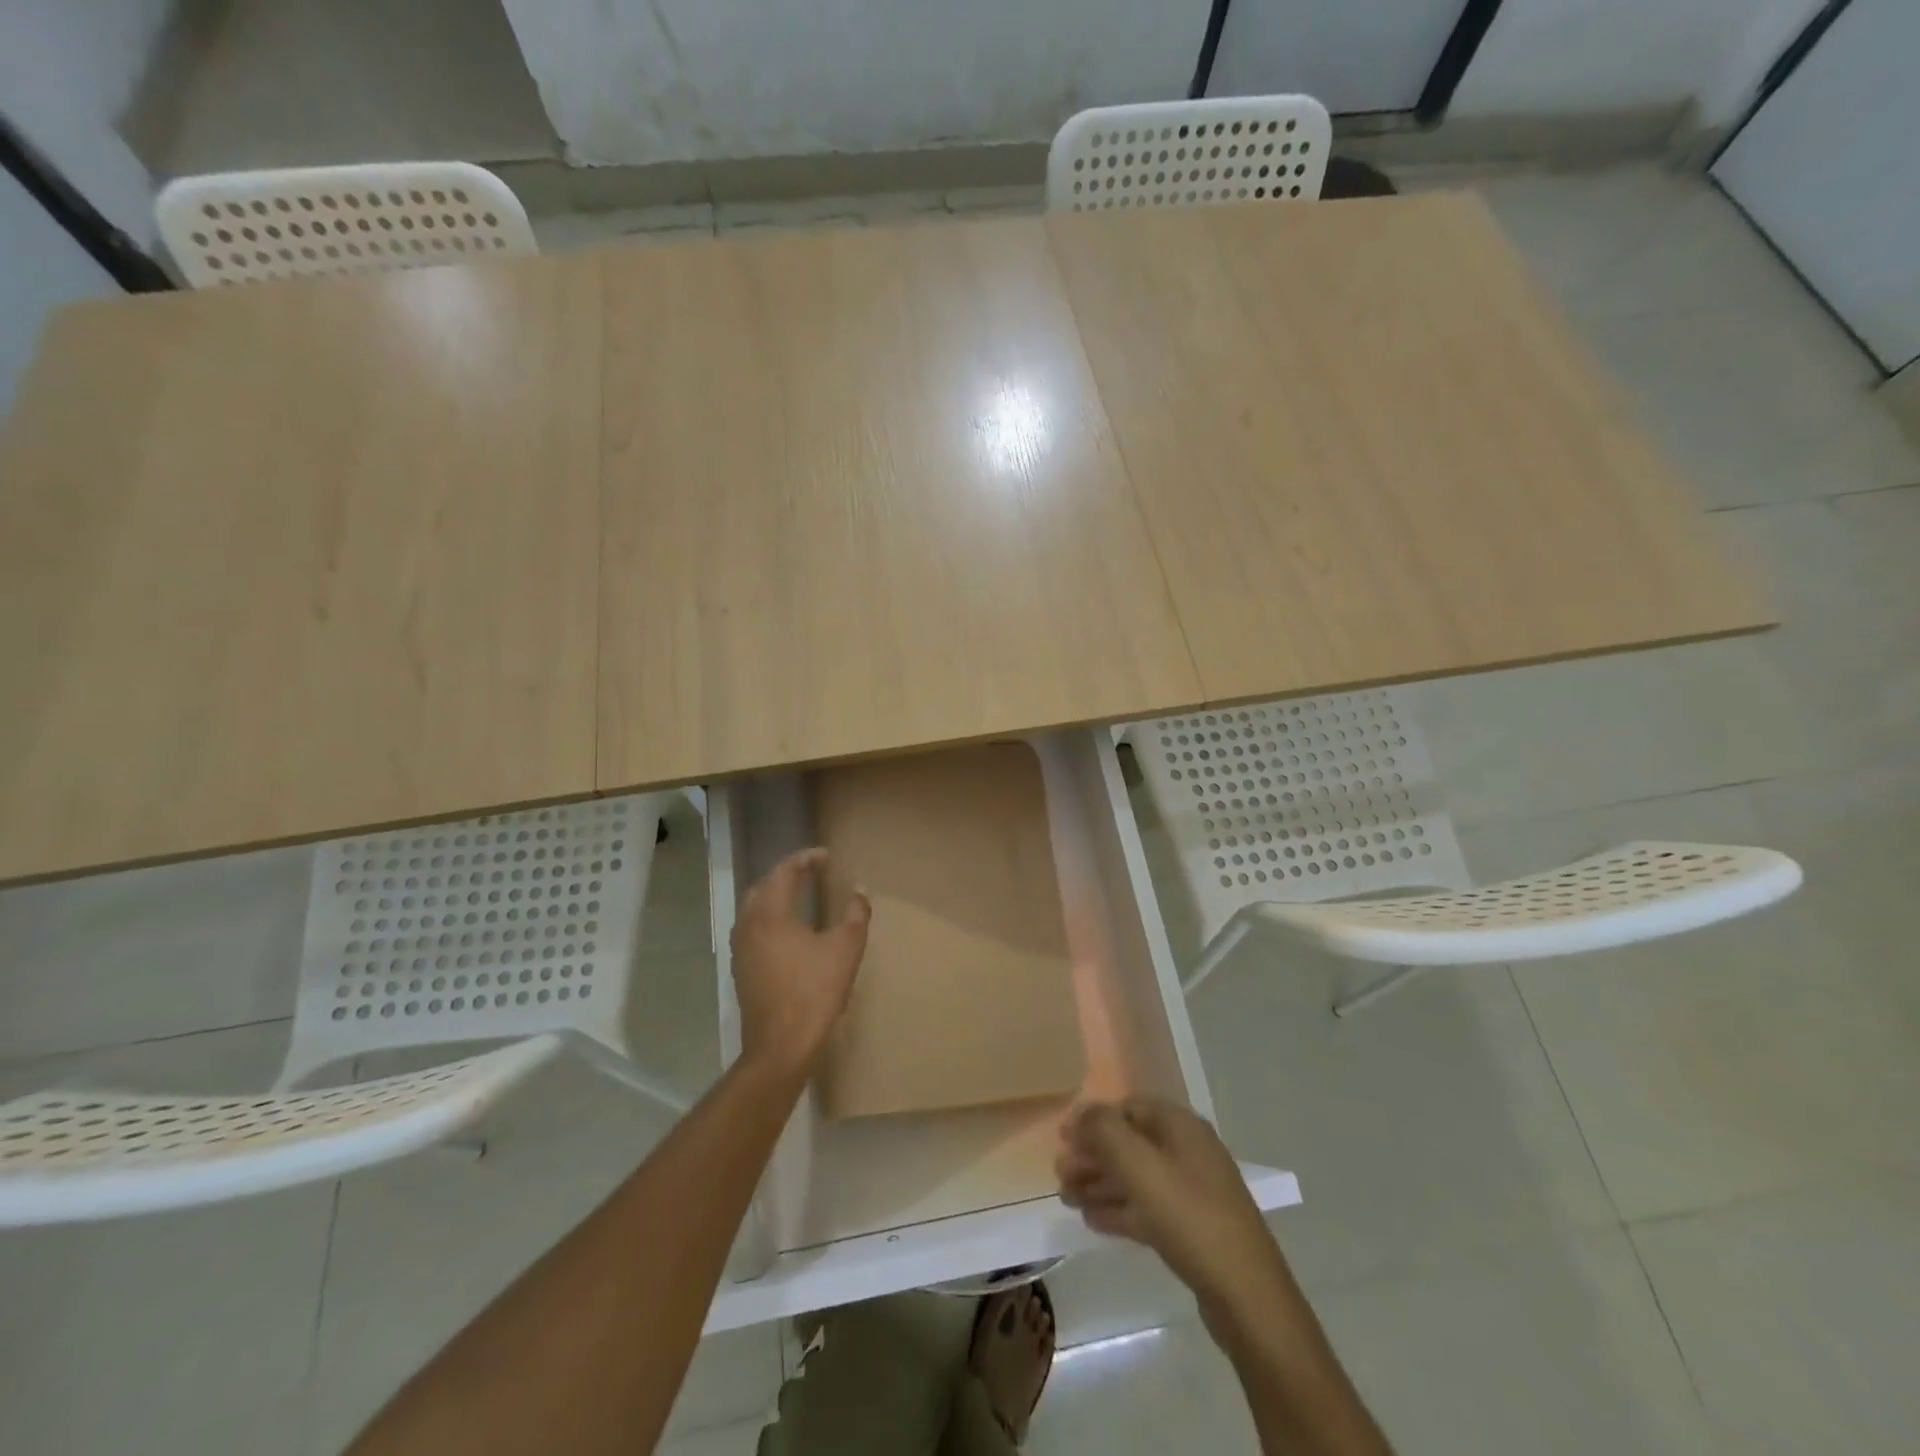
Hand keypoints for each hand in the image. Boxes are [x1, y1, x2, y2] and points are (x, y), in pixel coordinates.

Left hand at [731, 848, 870, 1077]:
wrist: (780, 1045)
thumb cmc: (814, 992)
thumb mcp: (845, 949)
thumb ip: (855, 914)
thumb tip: (860, 889)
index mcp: (770, 914)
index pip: (783, 871)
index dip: (805, 859)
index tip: (826, 856)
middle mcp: (748, 925)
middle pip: (763, 886)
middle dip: (786, 874)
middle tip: (812, 871)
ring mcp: (740, 948)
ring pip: (753, 908)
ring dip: (775, 895)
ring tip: (800, 895)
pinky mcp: (740, 968)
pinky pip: (752, 928)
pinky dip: (769, 917)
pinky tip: (788, 930)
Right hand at [1056, 1098, 1286, 1312]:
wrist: (1246, 1295)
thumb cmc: (1190, 1217)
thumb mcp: (1140, 1166)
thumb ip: (1105, 1131)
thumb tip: (1082, 1113)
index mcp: (1180, 1126)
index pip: (1128, 1107)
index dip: (1093, 1120)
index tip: (1063, 1140)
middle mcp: (1187, 1150)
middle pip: (1130, 1143)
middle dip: (1093, 1156)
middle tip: (1060, 1175)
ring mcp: (1193, 1190)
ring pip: (1136, 1177)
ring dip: (1100, 1183)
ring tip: (1066, 1199)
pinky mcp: (1193, 1227)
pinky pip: (1147, 1207)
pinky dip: (1119, 1209)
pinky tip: (1091, 1221)